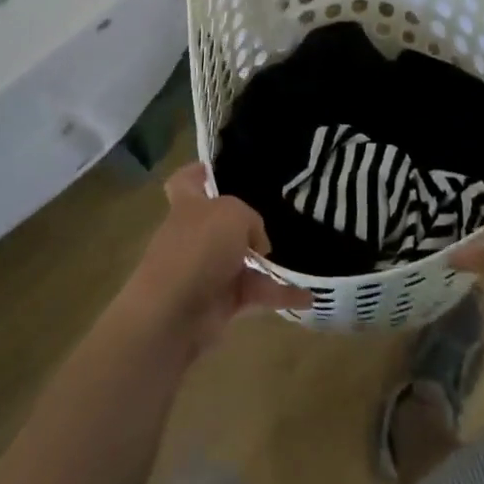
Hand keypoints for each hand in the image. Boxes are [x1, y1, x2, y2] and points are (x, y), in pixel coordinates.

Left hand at [115, 164, 310, 357]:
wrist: (174, 314)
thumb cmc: (198, 249)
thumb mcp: (233, 214)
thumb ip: (250, 219)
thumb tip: (257, 243)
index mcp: (189, 206)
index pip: (186, 182)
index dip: (199, 173)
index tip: (216, 169)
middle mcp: (195, 235)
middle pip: (221, 223)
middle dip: (247, 223)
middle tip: (280, 215)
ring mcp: (207, 271)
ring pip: (243, 261)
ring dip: (270, 263)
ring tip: (304, 257)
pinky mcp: (221, 303)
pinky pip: (256, 294)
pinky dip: (280, 295)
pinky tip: (309, 296)